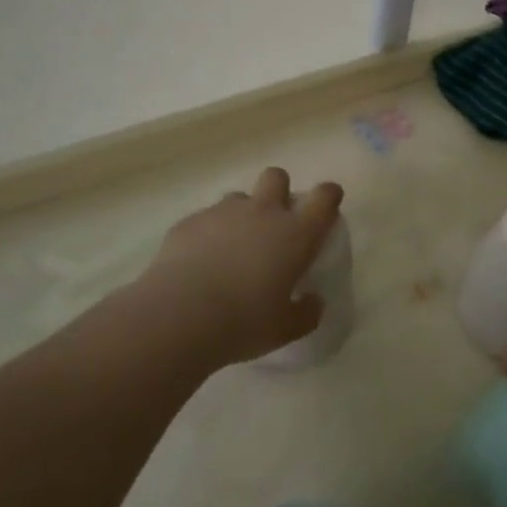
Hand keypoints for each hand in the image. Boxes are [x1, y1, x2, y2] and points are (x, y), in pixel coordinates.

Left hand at [142, 168, 343, 367]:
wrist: (178, 316)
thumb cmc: (244, 322)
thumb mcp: (286, 328)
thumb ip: (306, 312)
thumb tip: (313, 301)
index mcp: (296, 234)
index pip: (324, 198)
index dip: (328, 196)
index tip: (327, 205)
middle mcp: (263, 212)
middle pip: (277, 177)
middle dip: (279, 191)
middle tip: (274, 223)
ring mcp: (223, 213)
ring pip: (239, 197)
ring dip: (242, 215)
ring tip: (232, 248)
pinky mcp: (190, 222)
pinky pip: (206, 218)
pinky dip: (208, 234)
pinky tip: (199, 263)